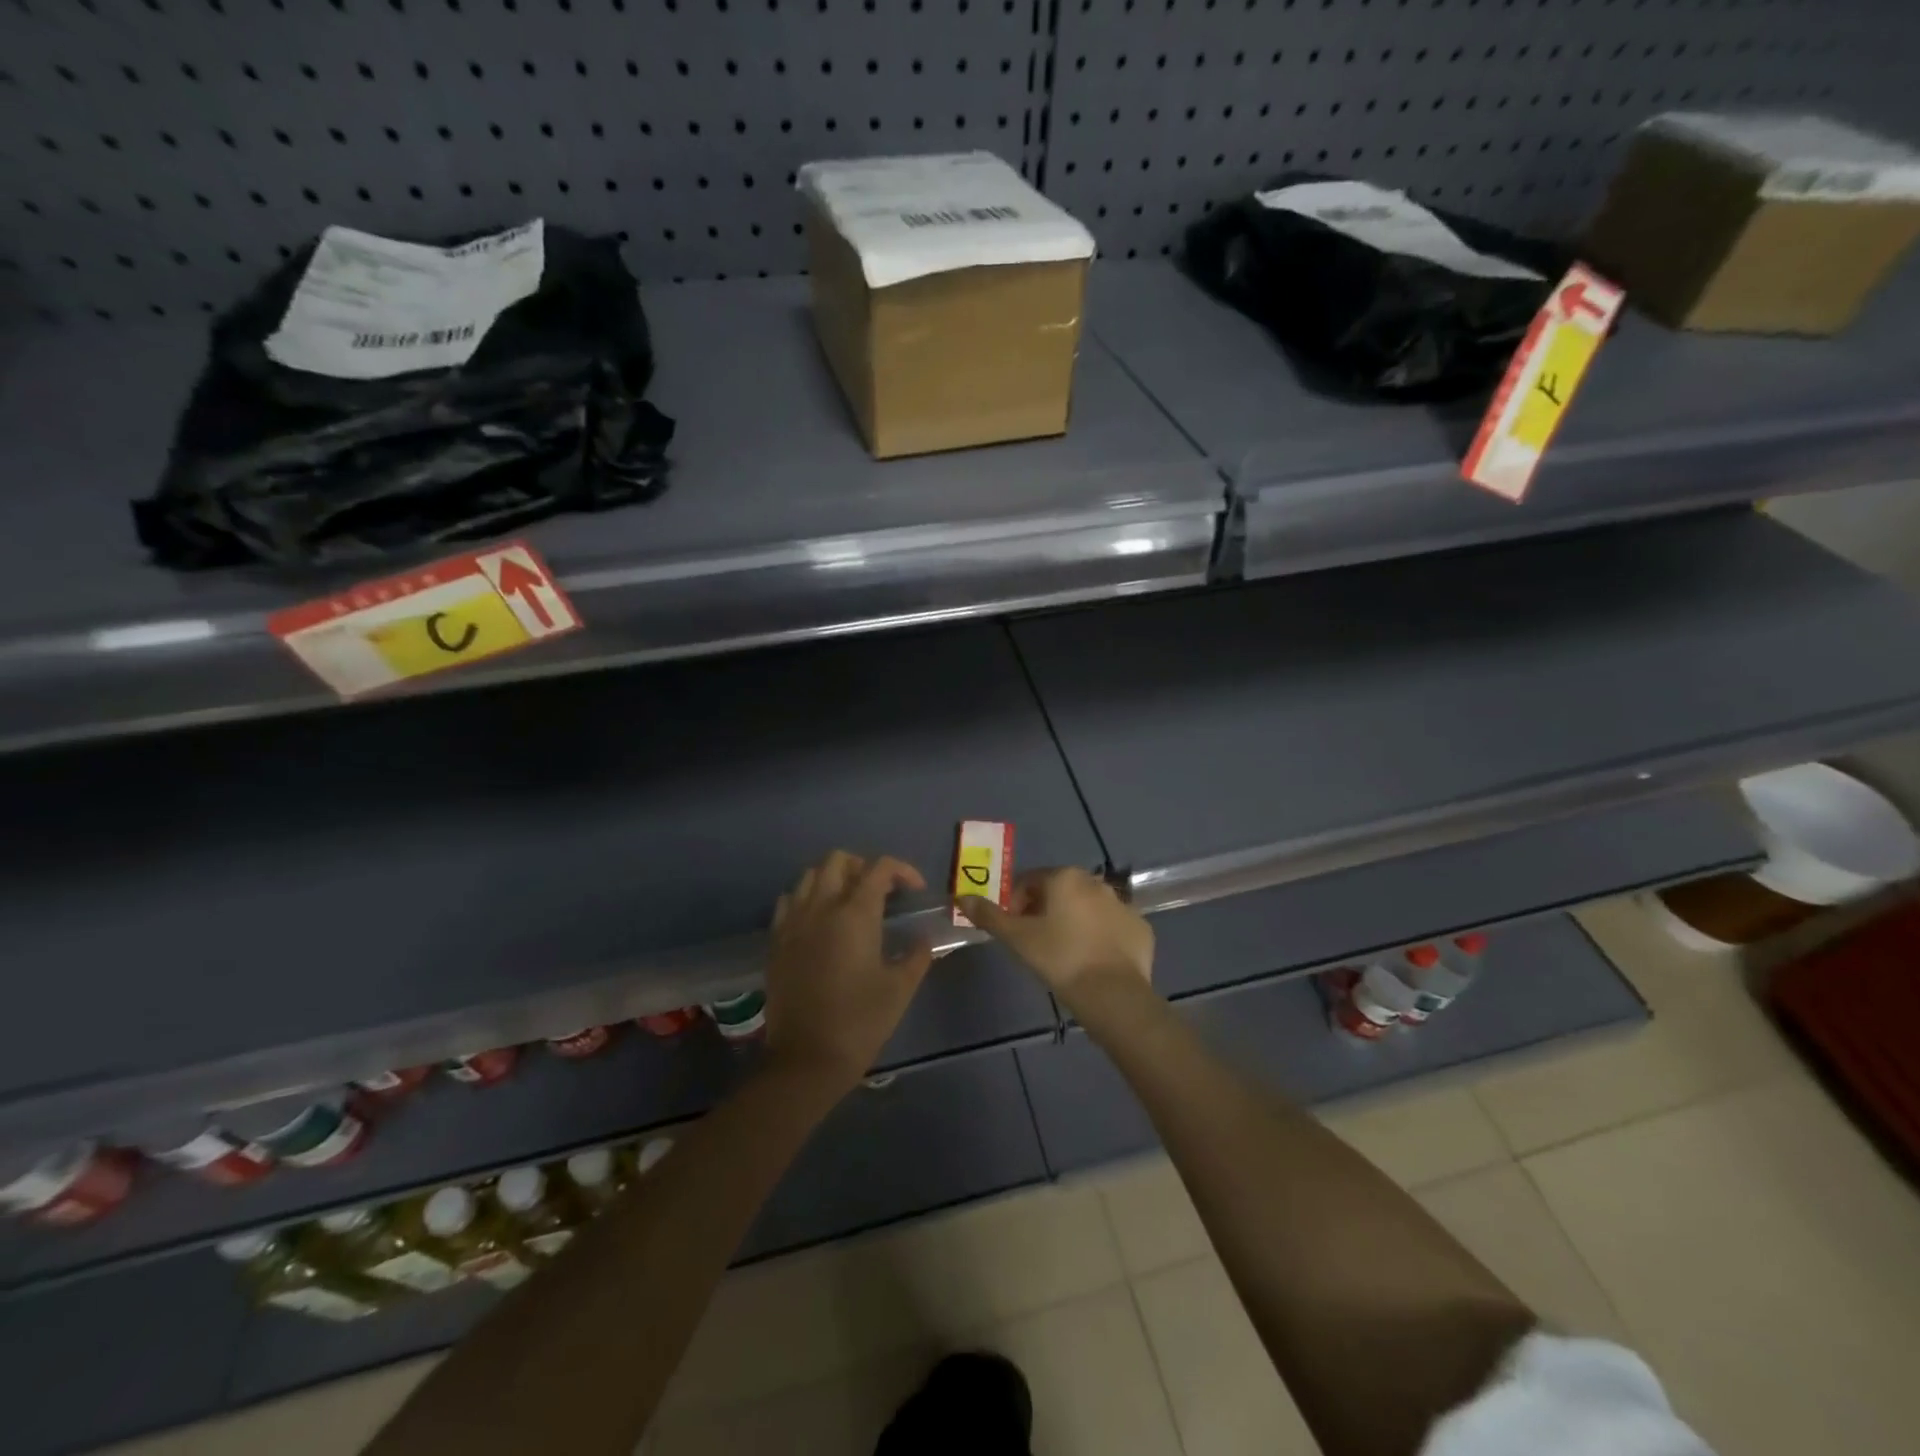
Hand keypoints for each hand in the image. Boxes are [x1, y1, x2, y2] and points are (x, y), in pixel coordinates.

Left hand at [762, 851, 934, 1093]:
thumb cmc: (860, 1021)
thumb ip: (918, 955)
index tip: (915, 890)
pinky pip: (790, 901)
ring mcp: (793, 922)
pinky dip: (808, 898)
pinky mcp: (777, 941)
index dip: (902, 871)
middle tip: (882, 891)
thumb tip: (925, 939)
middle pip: (839, 860)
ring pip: (811, 875)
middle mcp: (821, 907)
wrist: (806, 1059)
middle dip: (864, 867)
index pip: (879, 868)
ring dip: (834, 878)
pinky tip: (820, 920)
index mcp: (855, 914)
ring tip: (851, 902)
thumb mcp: (900, 988)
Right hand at [960, 867, 1154, 1013]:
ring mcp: (1123, 904)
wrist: (1112, 994)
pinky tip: (1093, 960)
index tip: (1013, 929)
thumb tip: (962, 896)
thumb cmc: (1058, 958)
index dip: (1016, 903)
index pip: (1030, 881)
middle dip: (1045, 910)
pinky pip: (1113, 926)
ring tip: (1065, 953)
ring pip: (1089, 907)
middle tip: (1036, 941)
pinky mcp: (1141, 928)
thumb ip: (989, 915)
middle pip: (1061, 890)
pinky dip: (1101, 936)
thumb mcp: (1017, 938)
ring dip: (1075, 921)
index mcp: (1065, 877)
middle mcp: (1096, 882)